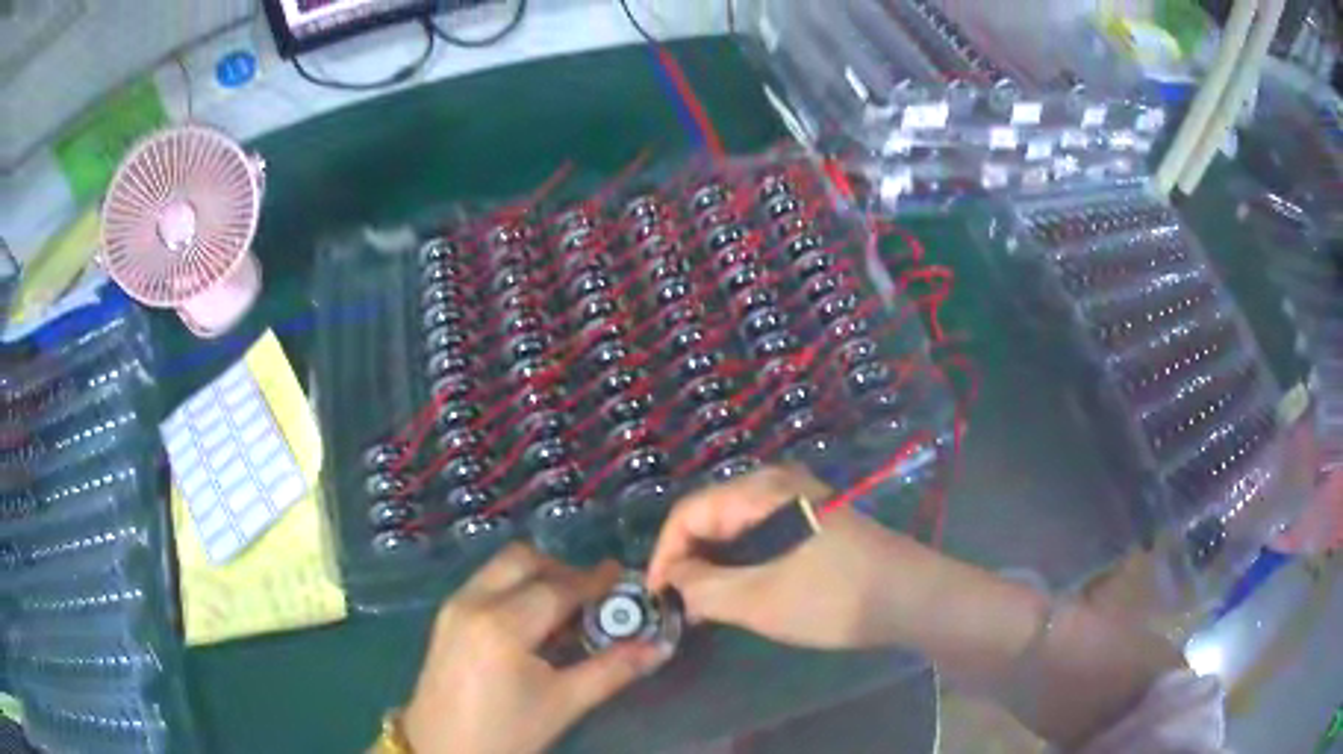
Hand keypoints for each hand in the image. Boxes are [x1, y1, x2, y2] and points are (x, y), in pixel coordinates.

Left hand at [402, 545, 671, 753]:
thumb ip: (611, 670)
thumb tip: (657, 647)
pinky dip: (515, 588)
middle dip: (563, 570)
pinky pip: (486, 583)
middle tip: (593, 598)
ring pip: (502, 567)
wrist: (441, 749)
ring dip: (537, 576)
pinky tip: (532, 623)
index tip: (624, 577)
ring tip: (565, 612)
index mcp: (502, 625)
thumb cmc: (505, 732)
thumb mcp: (563, 704)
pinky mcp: (446, 616)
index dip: (595, 581)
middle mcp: (473, 602)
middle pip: (523, 560)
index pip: (557, 588)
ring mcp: (454, 606)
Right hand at [645, 464, 938, 648]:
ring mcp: (800, 500)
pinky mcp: (814, 520)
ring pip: (736, 526)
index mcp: (762, 491)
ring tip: (700, 602)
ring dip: (713, 563)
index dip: (664, 554)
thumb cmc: (834, 597)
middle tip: (676, 603)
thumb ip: (703, 590)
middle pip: (711, 515)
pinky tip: (738, 589)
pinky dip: (740, 561)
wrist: (912, 598)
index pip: (689, 513)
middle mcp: (778, 484)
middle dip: (688, 558)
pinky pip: (760, 533)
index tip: (655, 596)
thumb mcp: (759, 600)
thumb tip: (671, 582)